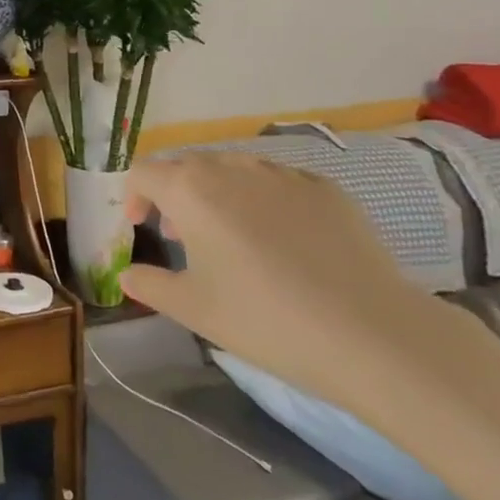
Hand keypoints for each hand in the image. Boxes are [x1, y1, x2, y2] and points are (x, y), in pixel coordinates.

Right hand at [118, 153, 459, 420]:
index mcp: (190, 189)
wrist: (372, 334)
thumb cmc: (264, 319)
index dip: (133, 197)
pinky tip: (285, 243)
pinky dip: (265, 202)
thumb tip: (127, 274)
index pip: (143, 173)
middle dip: (175, 195)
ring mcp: (283, 174)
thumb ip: (148, 285)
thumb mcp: (192, 309)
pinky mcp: (326, 189)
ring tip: (232, 238)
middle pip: (187, 166)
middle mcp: (231, 168)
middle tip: (183, 237)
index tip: (141, 229)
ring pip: (234, 170)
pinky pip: (279, 183)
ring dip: (219, 194)